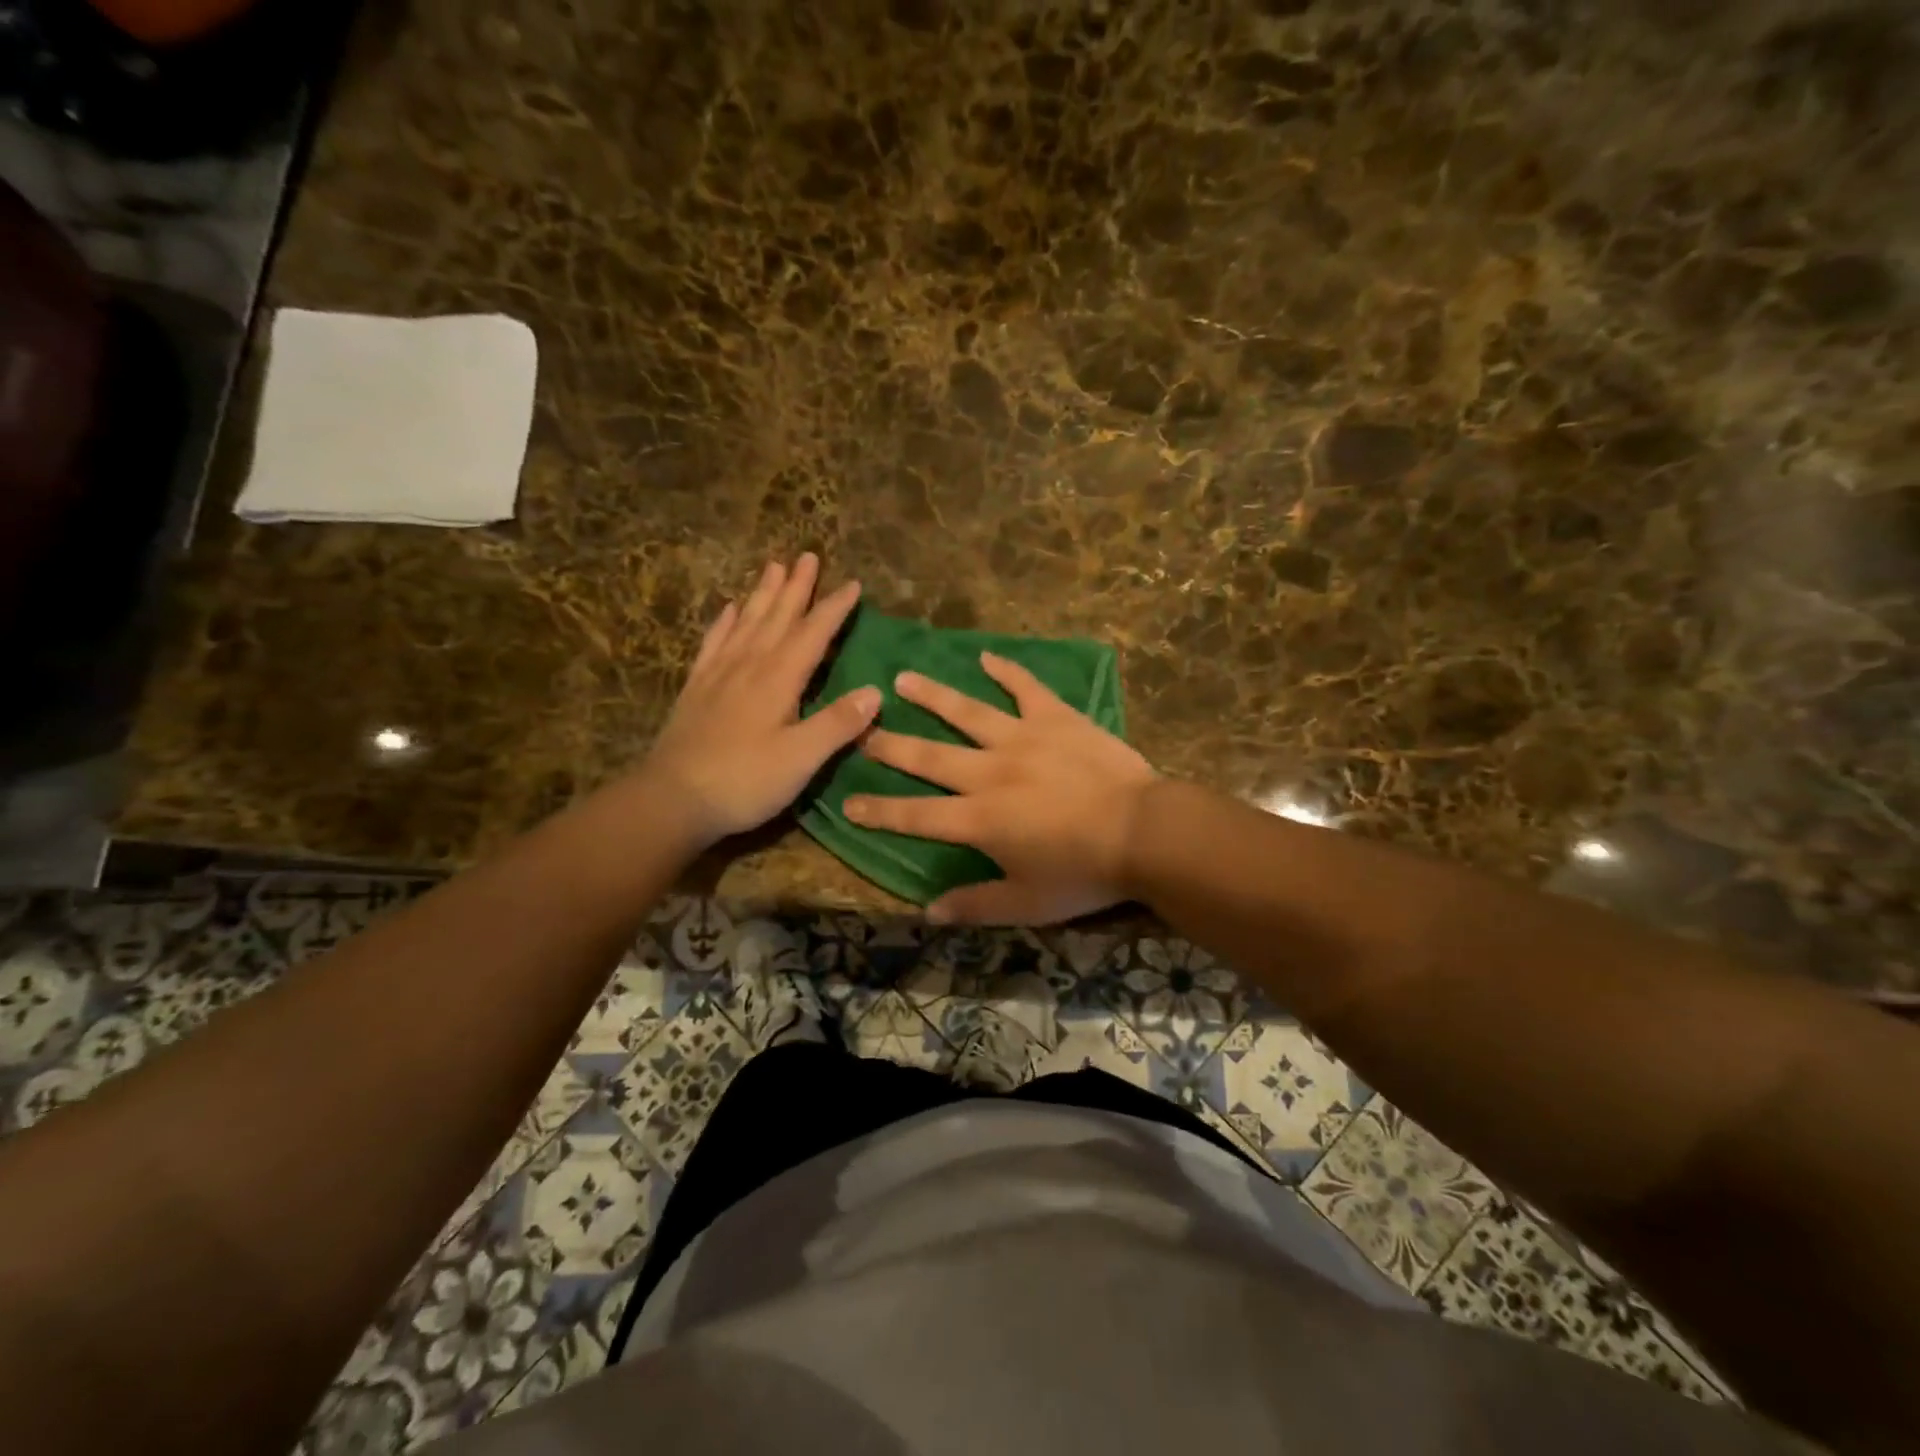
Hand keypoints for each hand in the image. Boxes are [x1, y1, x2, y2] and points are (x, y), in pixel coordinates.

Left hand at [643, 555, 878, 844]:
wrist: (672, 798)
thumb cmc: (744, 781)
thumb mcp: (801, 758)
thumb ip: (838, 724)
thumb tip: (876, 691)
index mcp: (778, 679)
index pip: (812, 634)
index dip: (833, 609)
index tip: (852, 584)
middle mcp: (749, 666)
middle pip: (777, 617)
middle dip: (796, 587)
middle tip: (807, 555)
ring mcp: (718, 675)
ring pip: (747, 623)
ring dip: (763, 594)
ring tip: (773, 566)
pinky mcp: (697, 689)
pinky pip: (714, 643)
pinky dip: (725, 622)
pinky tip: (730, 609)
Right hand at [845, 652, 1156, 923]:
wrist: (1144, 831)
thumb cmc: (1084, 872)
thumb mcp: (1027, 904)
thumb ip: (975, 905)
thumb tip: (928, 912)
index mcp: (978, 819)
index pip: (915, 815)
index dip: (879, 811)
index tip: (847, 802)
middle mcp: (989, 772)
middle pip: (929, 756)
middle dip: (891, 745)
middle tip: (861, 728)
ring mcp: (1022, 738)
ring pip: (967, 712)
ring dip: (932, 695)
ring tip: (901, 679)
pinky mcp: (1056, 718)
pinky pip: (1025, 688)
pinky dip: (1006, 671)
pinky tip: (986, 656)